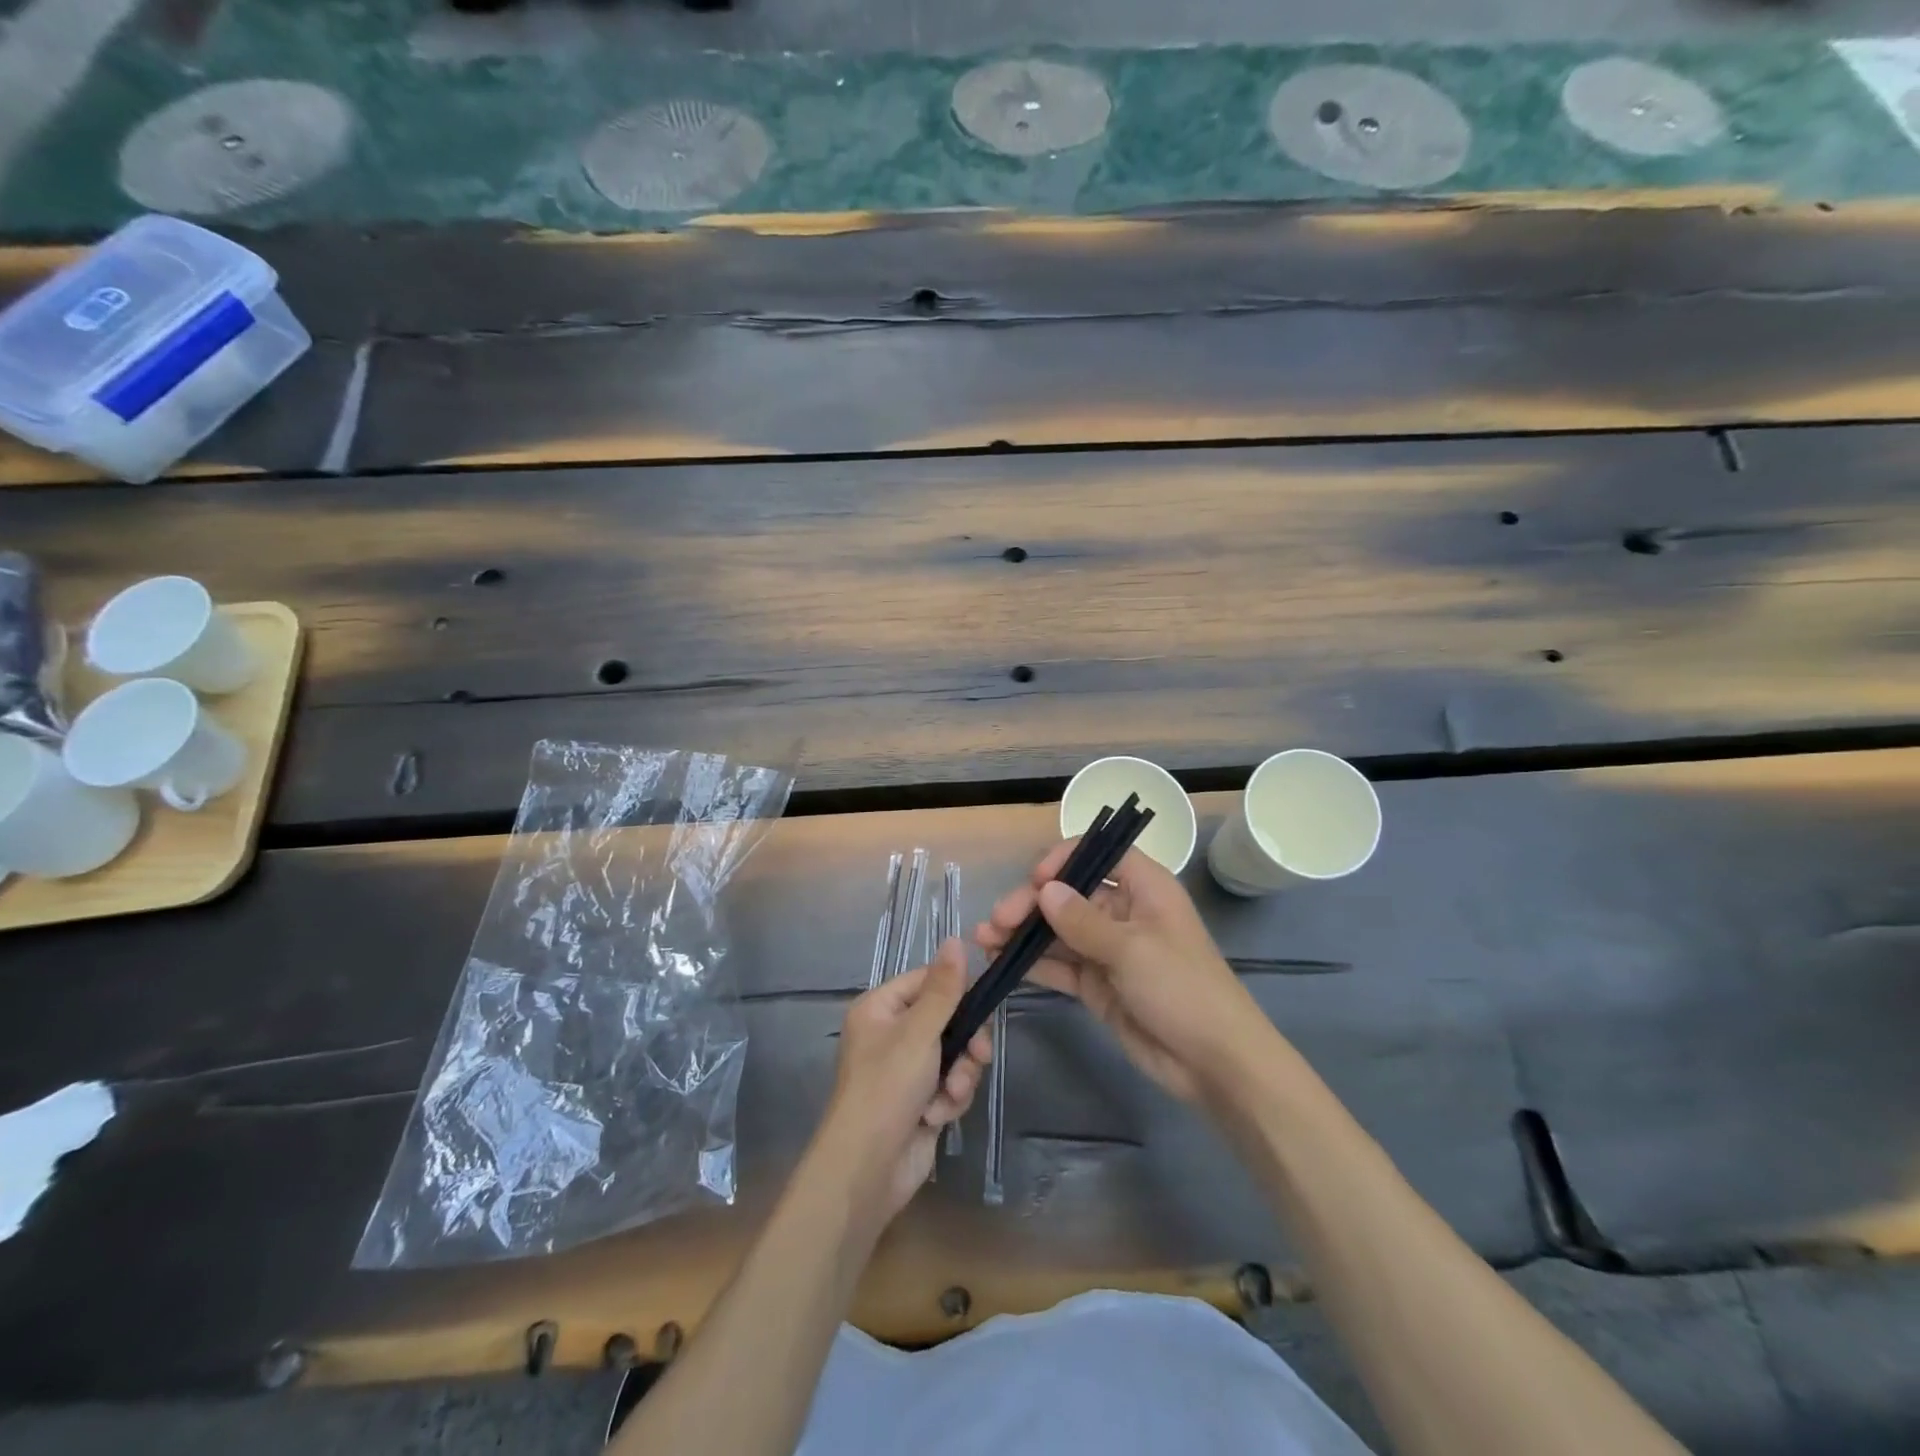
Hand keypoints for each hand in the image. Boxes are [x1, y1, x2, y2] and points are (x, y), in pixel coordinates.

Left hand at [811, 938, 992, 1222]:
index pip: (927, 981)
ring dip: (959, 1076)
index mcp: (880, 1009)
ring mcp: (905, 1071)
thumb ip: (944, 989)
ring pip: (954, 1055)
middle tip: (979, 1054)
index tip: (983, 1002)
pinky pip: (949, 1086)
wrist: (867, 1169)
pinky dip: (949, 1100)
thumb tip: (956, 940)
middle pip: (947, 1020)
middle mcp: (890, 1035)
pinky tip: (937, 1117)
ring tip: (950, 1095)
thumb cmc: (887, 1087)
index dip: (956, 991)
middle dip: (965, 1043)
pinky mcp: (919, 1102)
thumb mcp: (919, 1031)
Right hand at [977, 841, 1260, 1102]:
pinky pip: (1061, 965)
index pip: (1102, 855)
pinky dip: (1034, 963)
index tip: (1037, 879)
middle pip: (1071, 894)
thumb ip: (1082, 921)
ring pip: (1060, 931)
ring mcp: (1109, 950)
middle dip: (1032, 903)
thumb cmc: (1182, 989)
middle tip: (998, 921)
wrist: (1214, 1064)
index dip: (1067, 859)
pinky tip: (1002, 963)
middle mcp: (1124, 912)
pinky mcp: (1098, 985)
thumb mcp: (1131, 950)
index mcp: (1145, 889)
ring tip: (986, 939)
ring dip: (1025, 933)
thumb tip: (1044, 890)